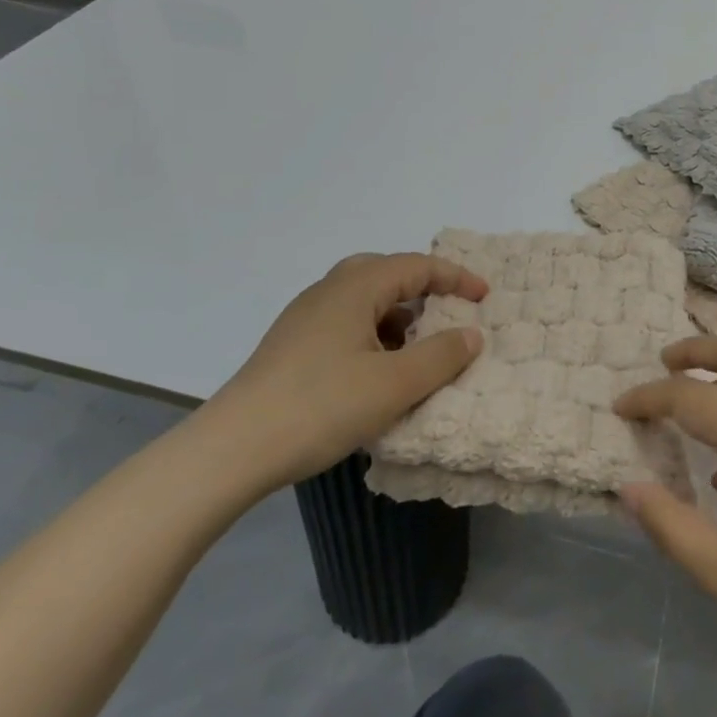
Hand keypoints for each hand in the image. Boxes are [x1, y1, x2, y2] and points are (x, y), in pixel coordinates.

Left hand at [198, 252, 486, 491]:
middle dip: (423, 289)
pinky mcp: (291, 347)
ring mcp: (304, 319)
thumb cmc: (321, 407)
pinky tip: (378, 372)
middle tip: (448, 313)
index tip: (485, 298)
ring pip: (363, 301)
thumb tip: (472, 333)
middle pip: (385, 273)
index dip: (456, 277)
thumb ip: (441, 355)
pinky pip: (345, 324)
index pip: (416, 266)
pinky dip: (374, 336)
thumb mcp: (395, 384)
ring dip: (398, 316)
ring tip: (419, 349)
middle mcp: (327, 292)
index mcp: (354, 288)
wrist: (232, 450)